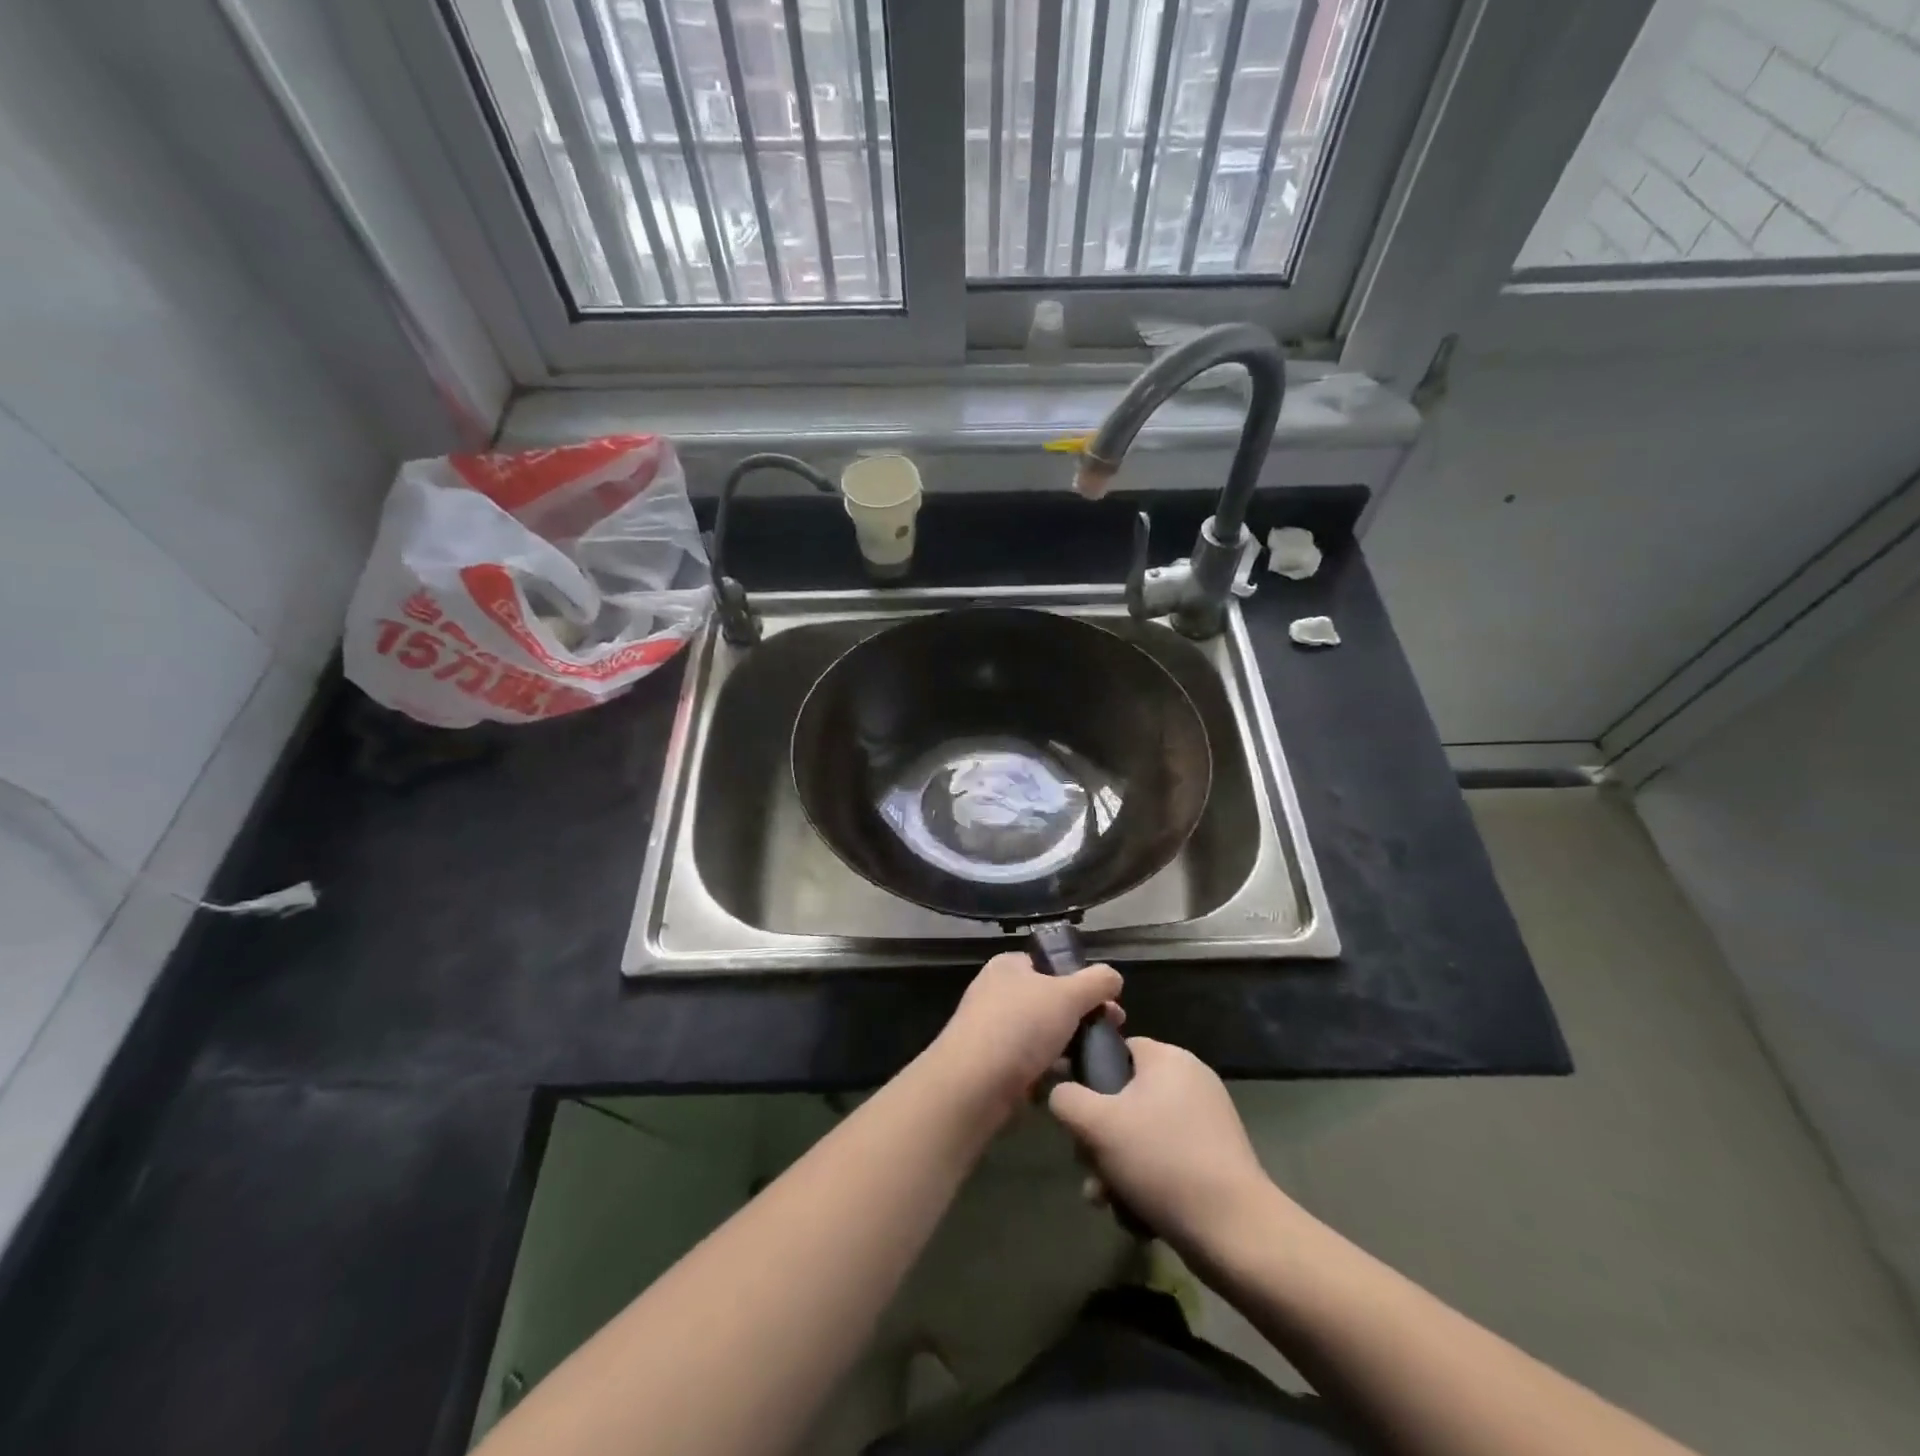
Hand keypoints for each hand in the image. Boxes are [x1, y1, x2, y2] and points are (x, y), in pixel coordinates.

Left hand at [928, 952, 1122, 1123]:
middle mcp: (998, 993)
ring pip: (1043, 1033)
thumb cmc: (1021, 1026)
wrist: (974, 1084)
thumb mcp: (1068, 995)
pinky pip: (1031, 1062)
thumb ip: (1096, 982)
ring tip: (1095, 1059)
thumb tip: (1113, 977)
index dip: (1082, 980)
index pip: (1051, 965)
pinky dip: (1051, 1070)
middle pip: (1050, 1000)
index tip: (1110, 1002)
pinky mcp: (993, 1065)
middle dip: (1082, 1016)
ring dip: (1069, 1045)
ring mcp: (993, 1030)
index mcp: (1009, 966)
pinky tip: (1071, 1080)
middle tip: (1111, 1032)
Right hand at [1049, 1038, 1270, 1248]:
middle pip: (1124, 1097)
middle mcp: (1191, 1080)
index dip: (1088, 1077)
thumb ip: (1066, 1098)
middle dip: (1100, 1138)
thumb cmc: (1161, 1161)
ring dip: (1117, 1166)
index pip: (1115, 1049)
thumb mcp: (1096, 1124)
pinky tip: (1136, 1213)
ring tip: (1107, 1200)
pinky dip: (1146, 1182)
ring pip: (1141, 1135)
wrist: (1235, 1232)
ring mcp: (1208, 1121)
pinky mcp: (1216, 1158)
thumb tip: (1061, 1094)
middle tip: (1090, 1167)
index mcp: (1168, 1058)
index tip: (1075, 1114)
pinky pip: (1166, 1159)